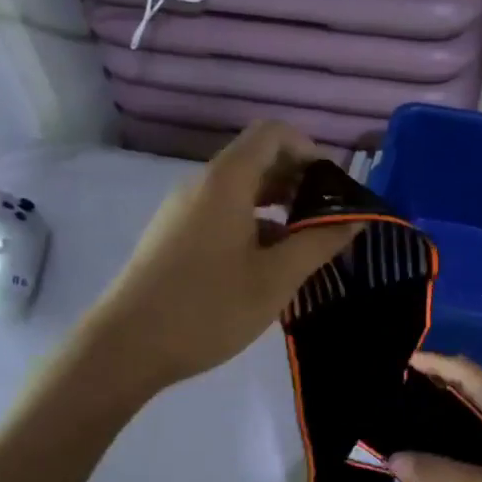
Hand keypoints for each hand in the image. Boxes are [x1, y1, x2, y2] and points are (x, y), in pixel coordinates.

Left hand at [81, 123, 360, 395]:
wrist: (125, 348)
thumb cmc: (208, 308)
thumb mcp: (276, 278)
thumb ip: (319, 242)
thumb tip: (356, 219)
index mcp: (226, 181)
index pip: (273, 134)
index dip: (310, 150)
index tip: (335, 188)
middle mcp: (201, 185)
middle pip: (257, 159)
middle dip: (299, 181)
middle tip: (330, 220)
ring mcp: (183, 211)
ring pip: (240, 190)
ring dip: (279, 207)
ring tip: (306, 245)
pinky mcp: (174, 236)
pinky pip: (223, 213)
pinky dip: (254, 224)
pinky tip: (270, 265)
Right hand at [388, 353, 481, 481]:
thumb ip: (440, 473)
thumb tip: (392, 458)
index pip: (468, 373)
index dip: (437, 362)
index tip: (404, 360)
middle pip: (476, 388)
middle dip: (441, 381)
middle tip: (403, 386)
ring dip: (454, 407)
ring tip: (418, 413)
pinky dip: (466, 433)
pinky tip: (451, 451)